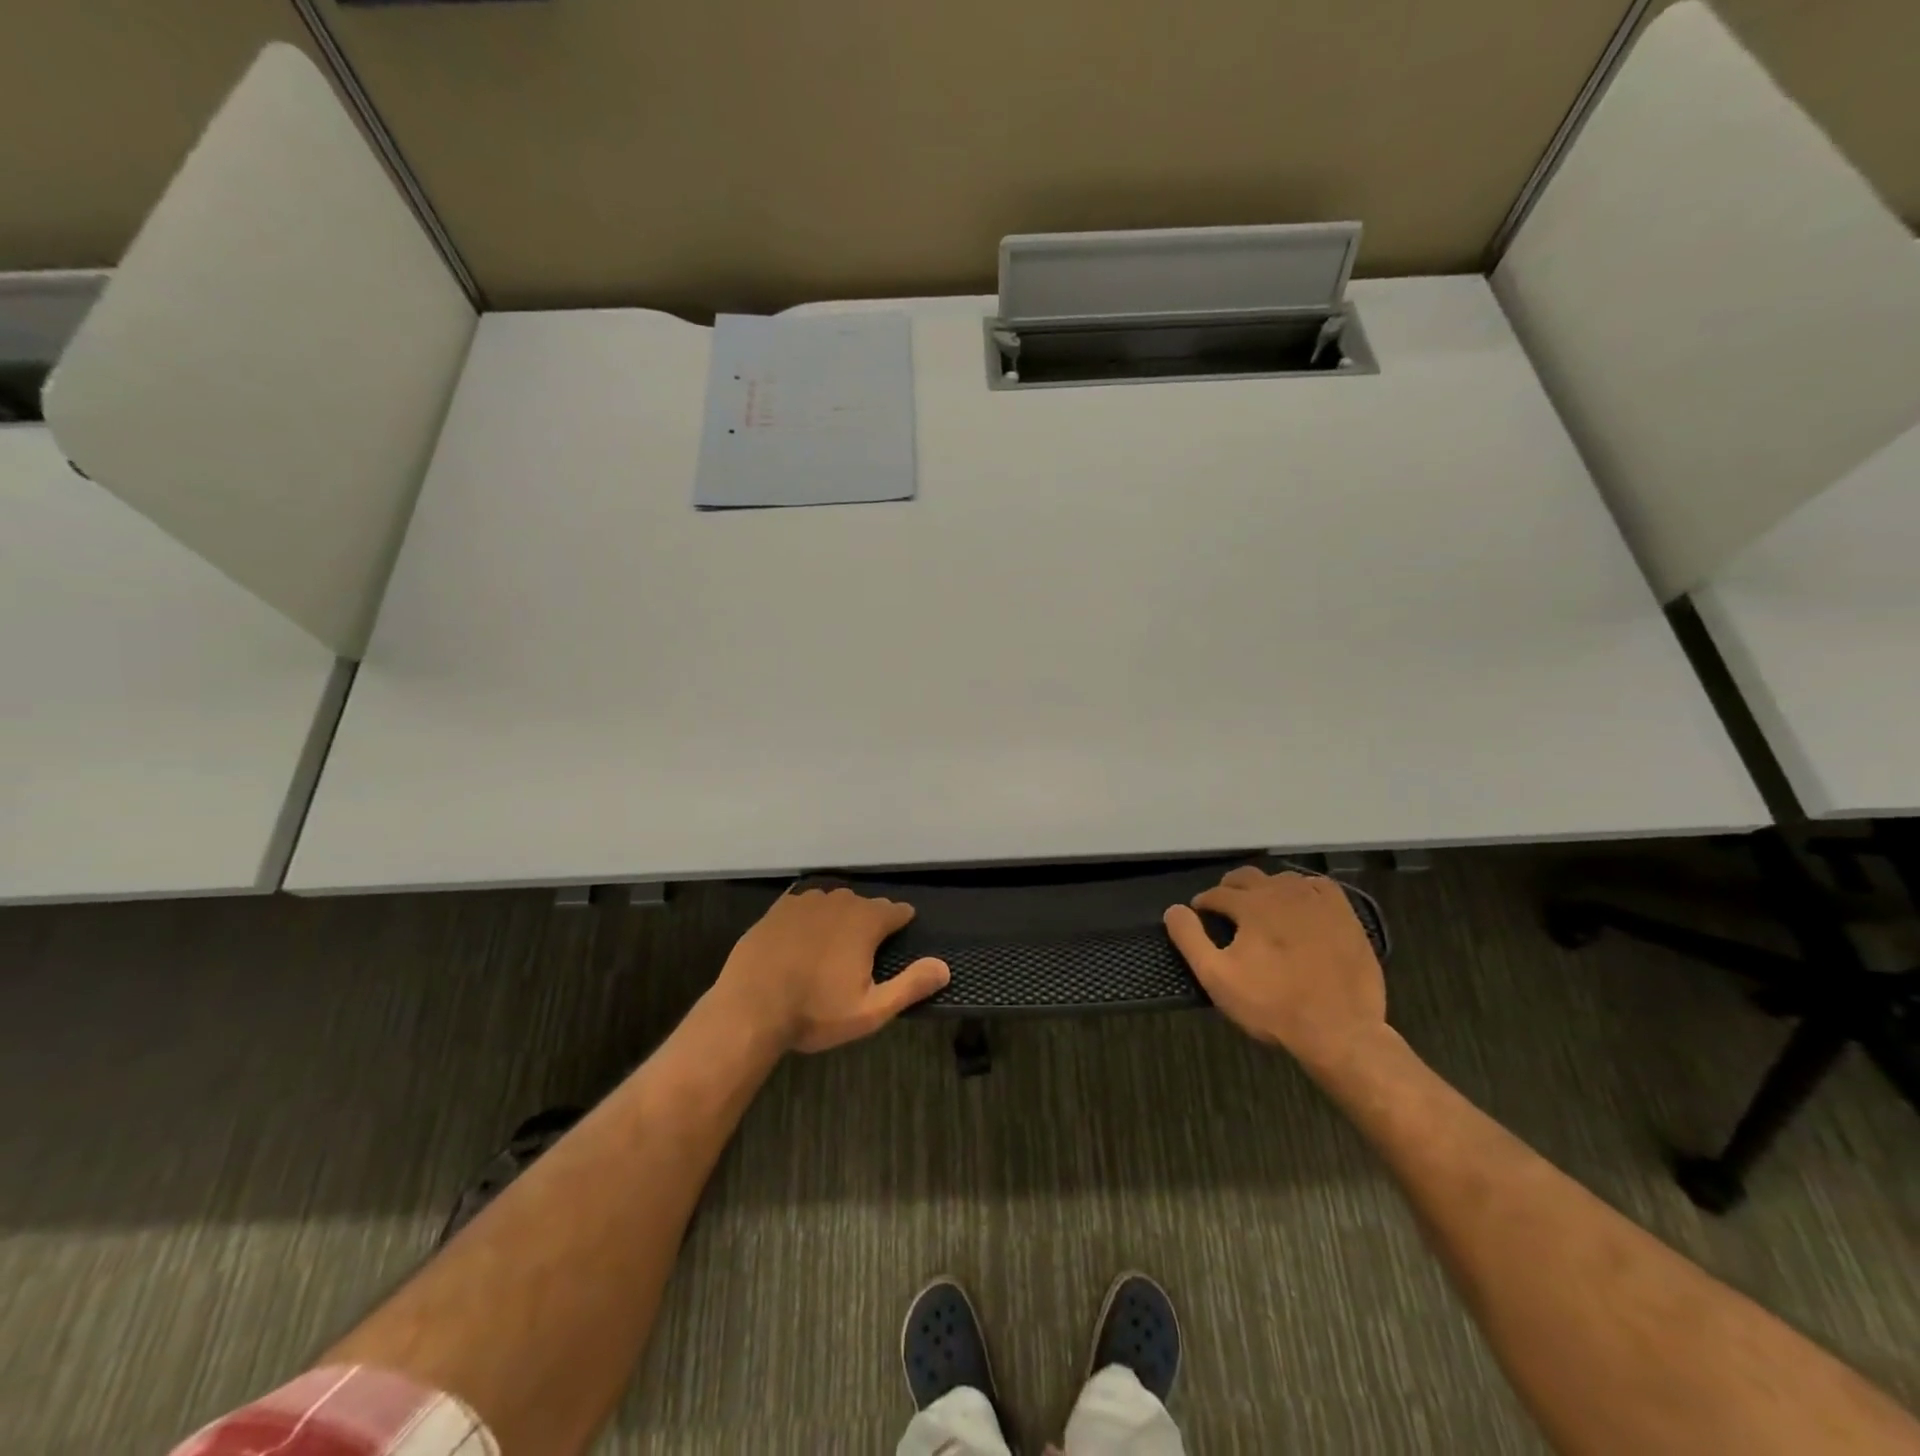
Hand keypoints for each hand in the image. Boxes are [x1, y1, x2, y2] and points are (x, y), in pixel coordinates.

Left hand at [714, 887, 950, 1053]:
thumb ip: (911, 985)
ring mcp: (805, 902)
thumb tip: (945, 967)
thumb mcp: (871, 1010)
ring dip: (840, 916)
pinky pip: (804, 903)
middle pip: (865, 904)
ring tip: (835, 943)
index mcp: (865, 922)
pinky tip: (805, 934)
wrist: (749, 1008)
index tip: (901, 937)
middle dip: (870, 921)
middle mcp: (839, 901)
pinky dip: (811, 915)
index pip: (896, 911)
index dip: (902, 923)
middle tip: (865, 951)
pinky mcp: (778, 909)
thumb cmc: (815, 1012)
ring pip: (834, 900)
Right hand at [1164, 867, 1385, 1067]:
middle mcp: (1283, 892)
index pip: (1217, 893)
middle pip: (1247, 877)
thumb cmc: (1273, 1005)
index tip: (1200, 917)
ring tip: (1260, 911)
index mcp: (1251, 905)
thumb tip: (1174, 909)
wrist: (1340, 1031)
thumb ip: (1190, 938)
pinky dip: (1302, 890)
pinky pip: (1317, 886)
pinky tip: (1300, 907)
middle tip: (1226, 911)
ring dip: (1265, 889)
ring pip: (1281, 879)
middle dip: (1230, 890)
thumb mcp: (1217, 977)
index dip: (1204, 904)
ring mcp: (1316, 900)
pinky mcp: (1345, 913)